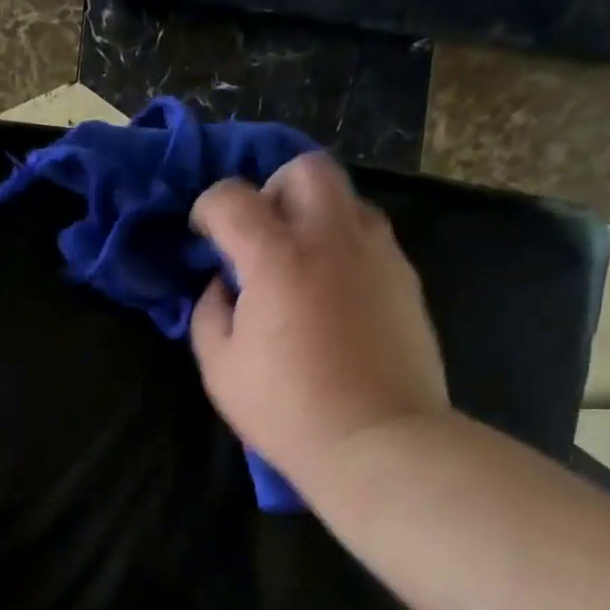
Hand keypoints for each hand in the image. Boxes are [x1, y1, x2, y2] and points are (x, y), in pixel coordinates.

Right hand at [189, 150, 447, 496]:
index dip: (209, 209)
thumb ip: (209, 313)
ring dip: (313, 216)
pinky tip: (333, 291)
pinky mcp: (405, 278)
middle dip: (273, 189)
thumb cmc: (286, 409)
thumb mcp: (220, 368)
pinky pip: (370, 237)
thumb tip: (222, 286)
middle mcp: (331, 238)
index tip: (204, 235)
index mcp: (276, 257)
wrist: (376, 439)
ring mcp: (377, 254)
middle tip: (260, 234)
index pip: (232, 197)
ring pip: (346, 198)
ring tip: (299, 263)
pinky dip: (343, 246)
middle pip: (306, 169)